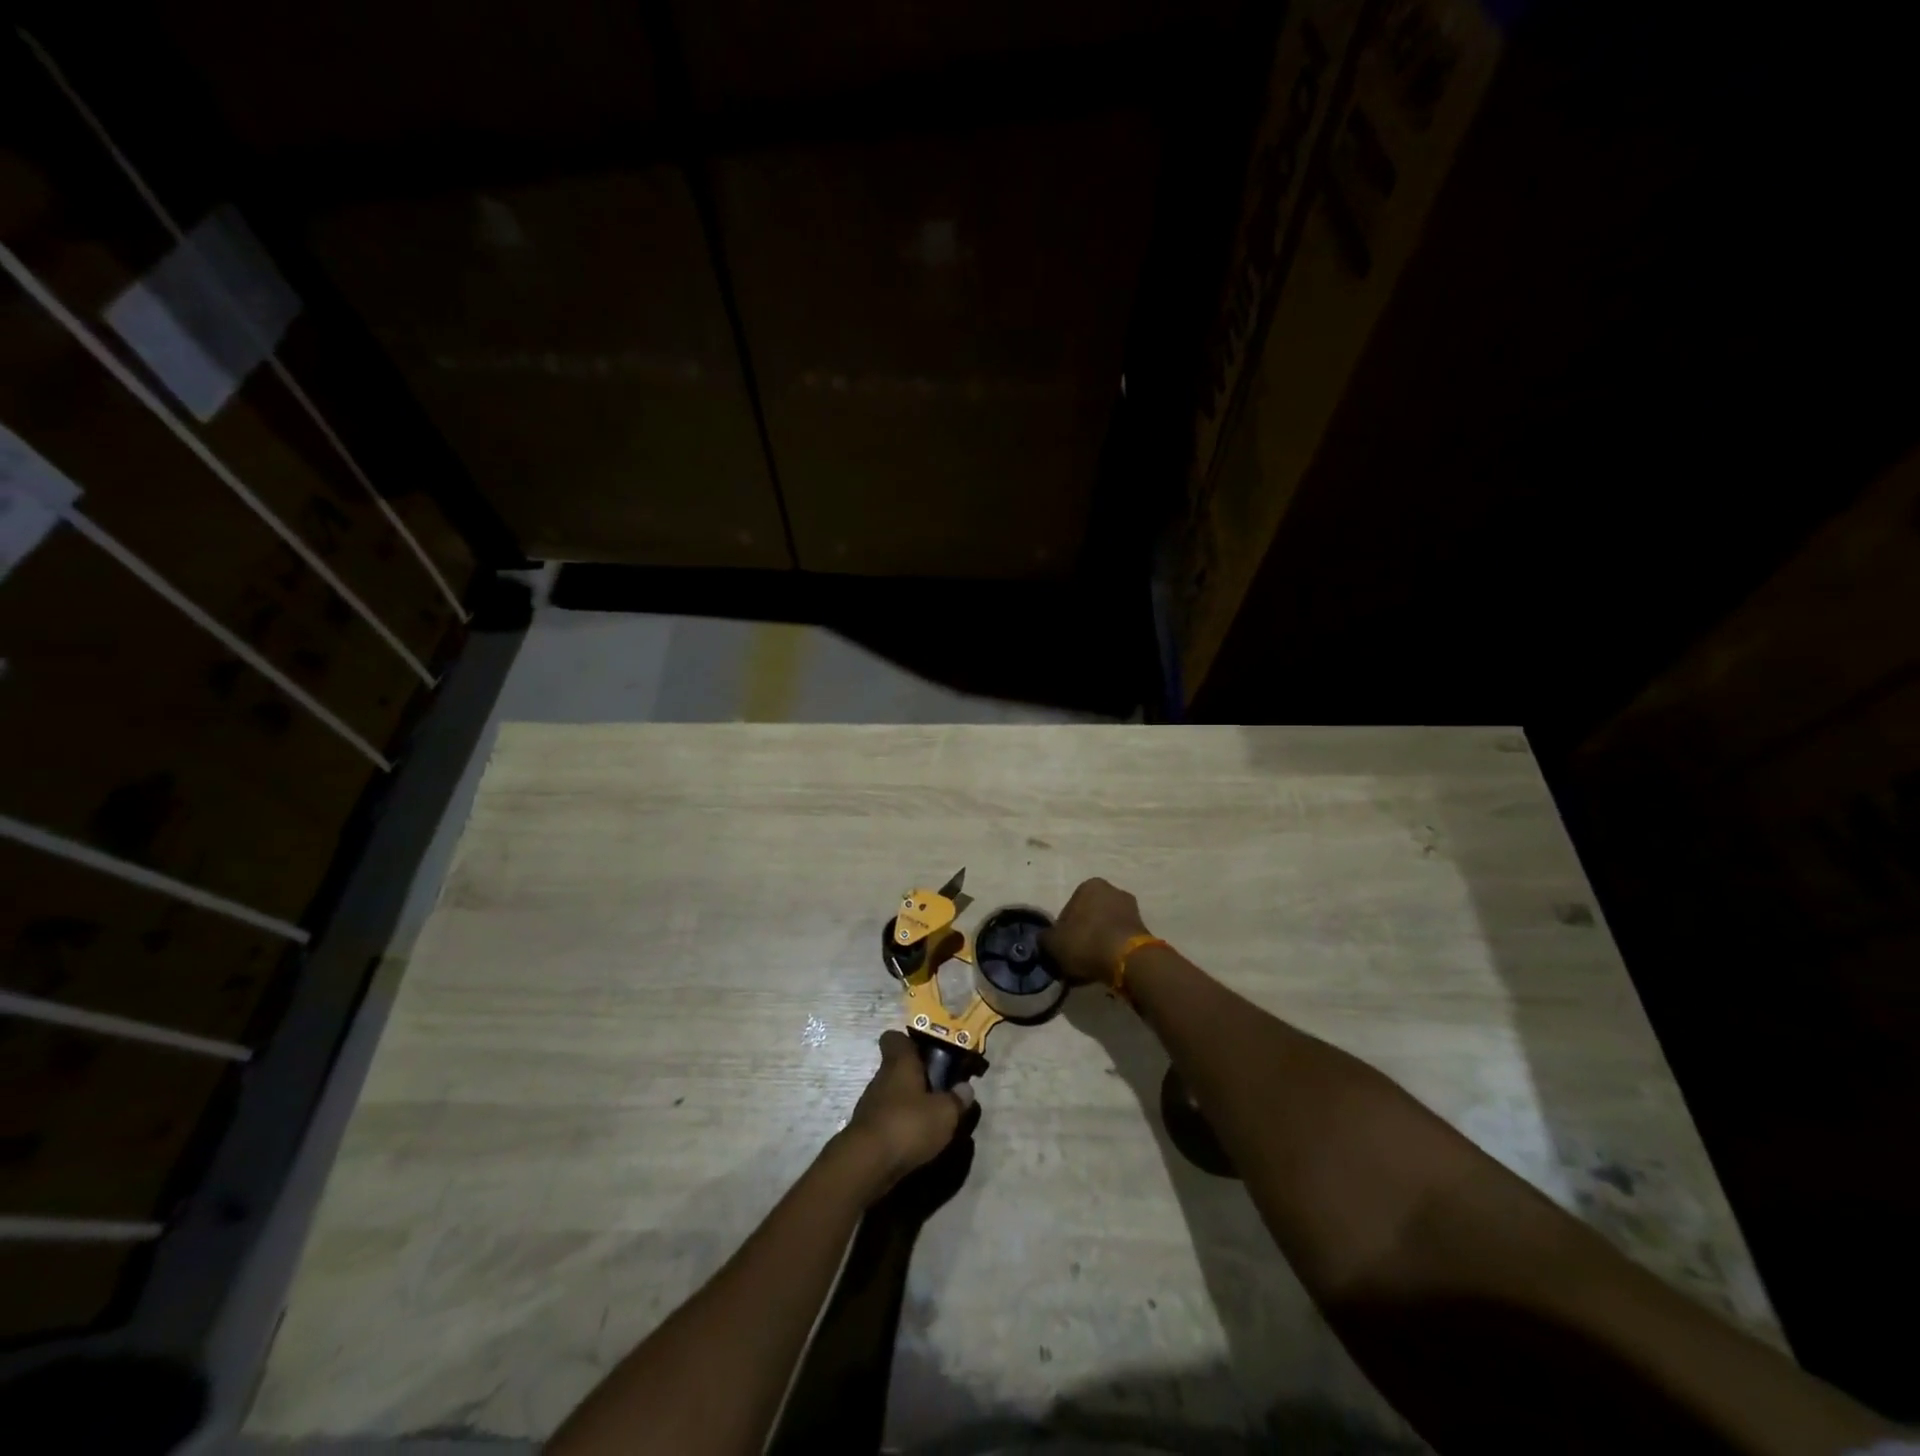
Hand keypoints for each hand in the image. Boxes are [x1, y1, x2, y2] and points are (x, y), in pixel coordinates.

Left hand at [836, 1031, 974, 1200]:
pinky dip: (901, 1125)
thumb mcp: (945, 1113)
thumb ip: (957, 1099)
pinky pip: (888, 1119)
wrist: (867, 1165)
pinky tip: (916, 1140)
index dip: (909, 1041)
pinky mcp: (867, 1131)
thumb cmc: (908, 1125)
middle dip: (917, 1077)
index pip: (894, 1038)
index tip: (927, 1052)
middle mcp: (881, 1078)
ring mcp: (870, 1105)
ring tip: (932, 1120)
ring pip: (893, 1094)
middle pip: (897, 1068)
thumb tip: (965, 1088)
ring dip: (909, 1103)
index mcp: (899, 1063)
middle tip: (940, 1091)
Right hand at [1041, 877, 1152, 986]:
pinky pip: (1120, 938)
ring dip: (1099, 941)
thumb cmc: (1086, 942)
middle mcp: (1113, 890)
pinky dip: (1113, 949)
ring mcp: (1132, 908)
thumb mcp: (1054, 943)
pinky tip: (1107, 965)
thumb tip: (1045, 939)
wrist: (1128, 959)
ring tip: (1092, 964)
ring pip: (1106, 927)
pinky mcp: (1145, 928)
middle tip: (1076, 955)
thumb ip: (1045, 938)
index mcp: (1089, 885)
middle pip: (1090, 915)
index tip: (1062, 948)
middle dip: (1083, 933)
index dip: (1063, 930)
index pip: (1069, 908)